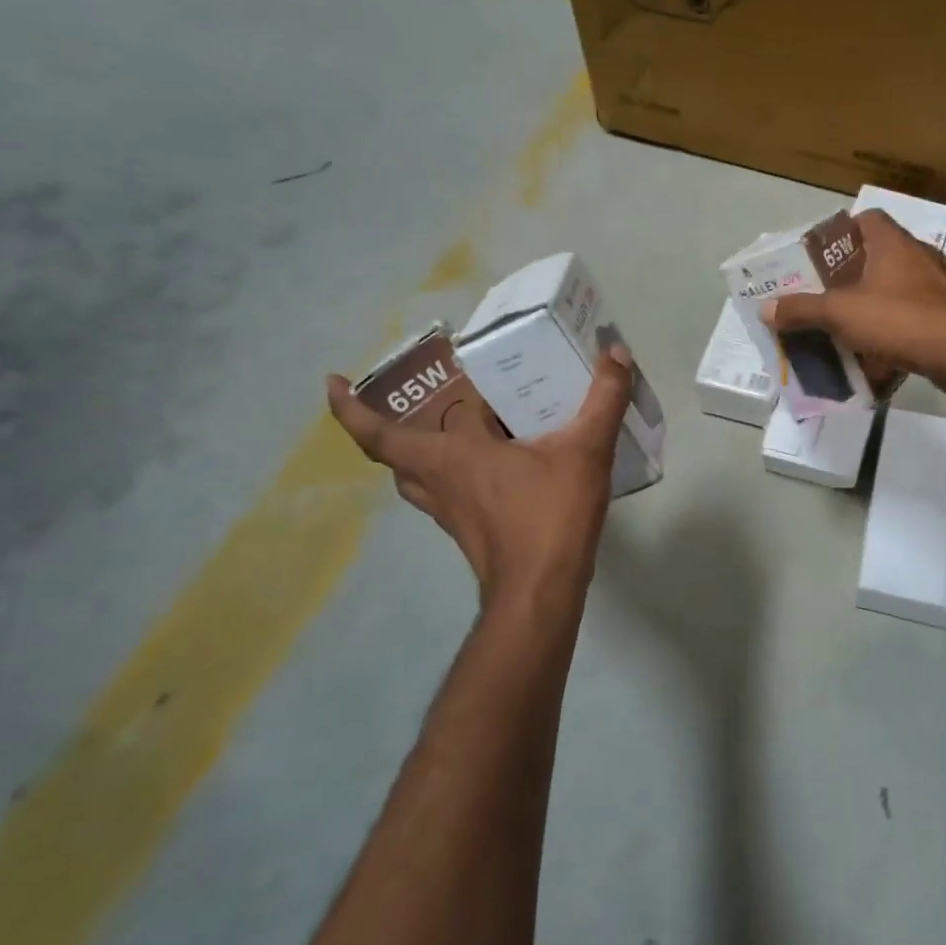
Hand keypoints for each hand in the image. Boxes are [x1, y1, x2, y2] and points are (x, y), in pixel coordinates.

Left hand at [326, 349, 633, 612]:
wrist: (541, 591)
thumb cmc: (551, 516)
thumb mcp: (585, 451)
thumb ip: (604, 400)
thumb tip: (615, 353)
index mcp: (453, 454)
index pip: (386, 429)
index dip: (351, 407)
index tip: (330, 382)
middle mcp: (439, 481)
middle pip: (396, 452)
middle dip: (389, 424)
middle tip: (417, 397)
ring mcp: (449, 512)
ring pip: (414, 478)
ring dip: (416, 453)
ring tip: (443, 430)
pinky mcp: (466, 532)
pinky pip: (442, 495)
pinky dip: (448, 476)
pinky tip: (485, 469)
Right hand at [763, 209, 945, 395]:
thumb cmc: (898, 318)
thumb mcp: (840, 313)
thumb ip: (801, 309)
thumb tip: (765, 309)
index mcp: (892, 243)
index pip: (867, 219)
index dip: (842, 232)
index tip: (821, 256)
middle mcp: (918, 257)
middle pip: (879, 256)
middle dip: (852, 276)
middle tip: (825, 296)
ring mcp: (939, 286)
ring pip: (897, 289)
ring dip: (874, 305)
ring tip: (847, 325)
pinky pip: (913, 317)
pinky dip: (895, 330)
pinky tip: (877, 352)